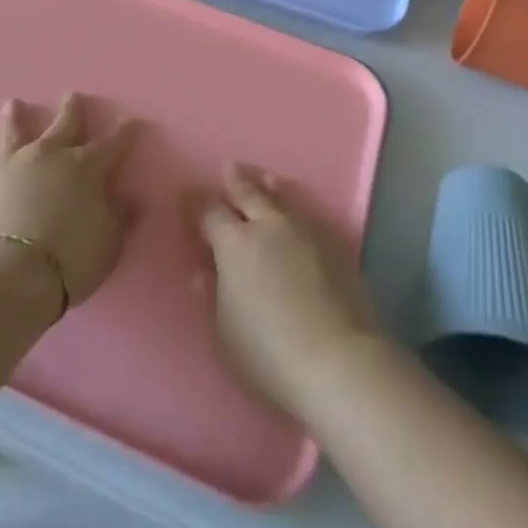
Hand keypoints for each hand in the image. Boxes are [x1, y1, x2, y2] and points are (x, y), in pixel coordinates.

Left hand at [0, 94, 137, 310]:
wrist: (12, 276)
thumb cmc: (70, 260)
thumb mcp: (109, 243)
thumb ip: (119, 217)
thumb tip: (130, 198)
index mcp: (86, 167)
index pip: (113, 144)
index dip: (125, 133)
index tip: (133, 121)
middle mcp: (49, 155)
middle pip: (64, 125)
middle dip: (71, 109)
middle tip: (72, 94)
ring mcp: (11, 166)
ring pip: (14, 133)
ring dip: (13, 118)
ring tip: (11, 103)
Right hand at [199, 163, 380, 417]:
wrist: (339, 361)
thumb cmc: (269, 354)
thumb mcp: (224, 332)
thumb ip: (214, 295)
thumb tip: (207, 272)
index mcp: (235, 243)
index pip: (210, 212)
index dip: (197, 204)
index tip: (189, 198)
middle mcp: (269, 225)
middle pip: (249, 193)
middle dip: (236, 180)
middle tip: (228, 167)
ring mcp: (305, 230)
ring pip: (283, 198)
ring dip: (269, 187)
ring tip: (265, 178)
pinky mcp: (335, 245)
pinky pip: (308, 216)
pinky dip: (296, 210)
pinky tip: (297, 214)